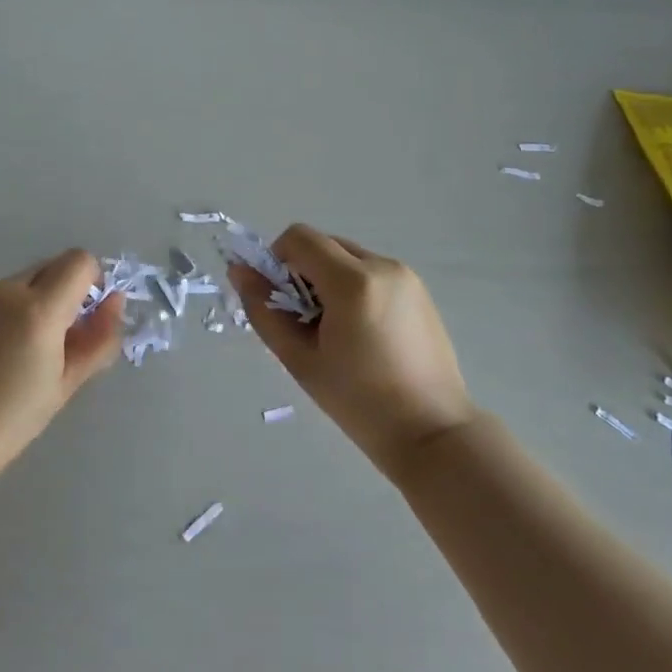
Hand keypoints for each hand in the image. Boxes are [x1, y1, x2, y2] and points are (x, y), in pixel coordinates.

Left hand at [0, 249, 123, 485]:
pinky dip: (10, 308)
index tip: (87, 317)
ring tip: (24, 348)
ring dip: (37, 300)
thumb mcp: (68, 382)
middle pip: (53, 266)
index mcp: (39, 310)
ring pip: (25, 280)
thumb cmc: (14, 418)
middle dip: (65, 291)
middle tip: (59, 338)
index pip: (80, 262)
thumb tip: (115, 301)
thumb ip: (99, 337)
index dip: (92, 282)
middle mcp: (8, 290)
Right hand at [231, 224, 473, 475]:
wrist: (433, 433)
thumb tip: (239, 271)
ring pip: (347, 258)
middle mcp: (383, 266)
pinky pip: (371, 273)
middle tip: (305, 322)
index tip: (281, 301)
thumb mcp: (299, 359)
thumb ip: (263, 310)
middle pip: (324, 245)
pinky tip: (362, 334)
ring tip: (336, 332)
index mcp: (353, 281)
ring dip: (328, 281)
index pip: (299, 238)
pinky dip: (353, 289)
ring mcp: (406, 277)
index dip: (277, 260)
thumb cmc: (359, 402)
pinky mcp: (419, 291)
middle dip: (303, 273)